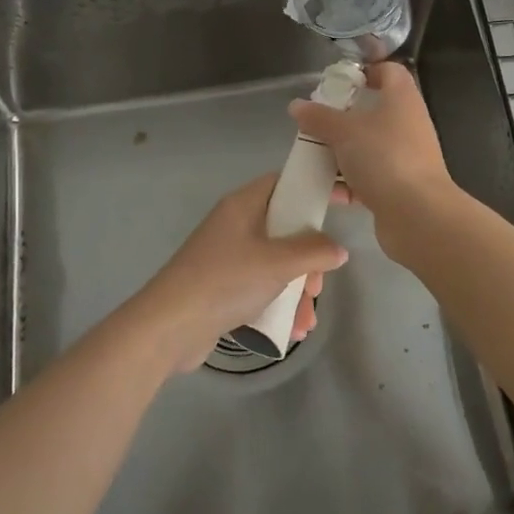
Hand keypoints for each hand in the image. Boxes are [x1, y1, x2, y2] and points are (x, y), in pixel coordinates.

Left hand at [133, 174, 348, 372]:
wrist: (168, 328)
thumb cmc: (225, 281)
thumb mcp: (277, 264)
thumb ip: (313, 252)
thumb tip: (338, 250)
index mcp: (244, 206)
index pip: (286, 183)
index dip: (315, 188)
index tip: (345, 200)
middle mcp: (236, 225)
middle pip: (287, 228)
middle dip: (310, 259)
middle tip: (317, 284)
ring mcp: (229, 257)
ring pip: (277, 263)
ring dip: (297, 290)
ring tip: (306, 319)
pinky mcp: (224, 287)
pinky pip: (262, 287)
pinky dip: (279, 304)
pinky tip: (292, 330)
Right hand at [289, 62, 456, 259]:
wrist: (418, 214)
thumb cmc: (383, 157)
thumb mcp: (344, 132)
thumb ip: (319, 117)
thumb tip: (297, 105)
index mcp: (401, 99)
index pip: (388, 71)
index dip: (364, 72)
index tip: (336, 82)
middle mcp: (408, 123)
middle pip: (374, 111)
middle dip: (342, 118)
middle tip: (315, 123)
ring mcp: (406, 156)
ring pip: (369, 146)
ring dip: (342, 152)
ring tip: (313, 157)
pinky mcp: (400, 186)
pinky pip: (370, 177)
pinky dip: (349, 182)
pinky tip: (326, 190)